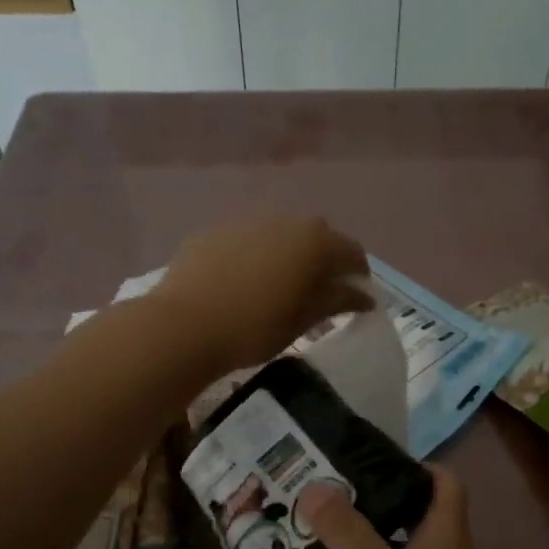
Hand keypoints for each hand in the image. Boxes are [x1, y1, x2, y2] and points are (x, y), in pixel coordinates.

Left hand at [155, 216, 372, 372]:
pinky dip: (256, 254)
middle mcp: (286, 221)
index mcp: (315, 242)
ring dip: (288, 254)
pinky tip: (244, 281)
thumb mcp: (303, 320)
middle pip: (317, 237)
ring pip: (280, 234)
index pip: (352, 252)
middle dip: (324, 260)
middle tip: (318, 292)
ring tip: (279, 286)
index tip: (354, 298)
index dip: (358, 275)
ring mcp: (247, 221)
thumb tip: (364, 296)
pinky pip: (249, 239)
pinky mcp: (216, 230)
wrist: (184, 325)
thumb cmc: (255, 328)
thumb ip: (337, 301)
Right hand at [300, 468, 512, 548]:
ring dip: (379, 532)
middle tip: (340, 492)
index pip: (444, 480)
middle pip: (422, 509)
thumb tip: (313, 487)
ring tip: (334, 526)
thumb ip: (346, 532)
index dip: (417, 464)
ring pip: (411, 542)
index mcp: (446, 530)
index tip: (376, 462)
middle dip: (385, 497)